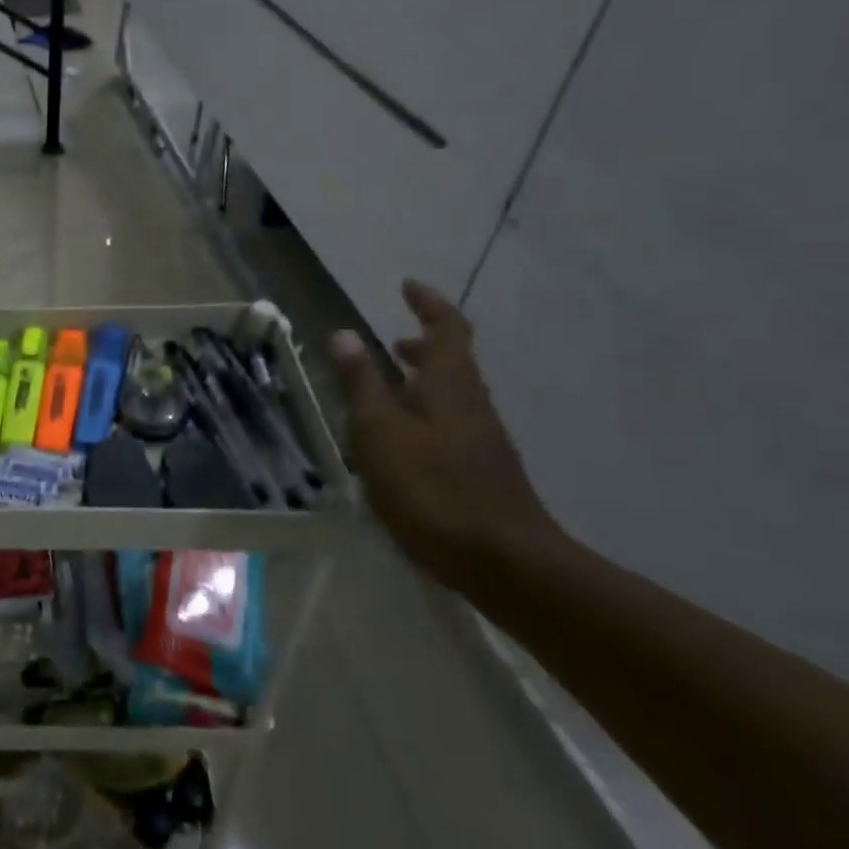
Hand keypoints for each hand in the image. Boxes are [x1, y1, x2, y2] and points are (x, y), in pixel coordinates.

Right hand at [329, 281, 559, 589]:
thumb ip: (363, 383)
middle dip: (423, 346)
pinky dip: (425, 413)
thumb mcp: (382, 432)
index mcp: (450, 385)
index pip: (447, 329)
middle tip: (394, 340)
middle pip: (452, 362)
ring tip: (387, 387)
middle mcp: (472, 404)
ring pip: (451, 395)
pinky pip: (450, 424)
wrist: (504, 561)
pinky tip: (401, 440)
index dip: (428, 304)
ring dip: (422, 381)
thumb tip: (344, 333)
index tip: (407, 287)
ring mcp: (481, 439)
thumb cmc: (433, 489)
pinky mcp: (480, 470)